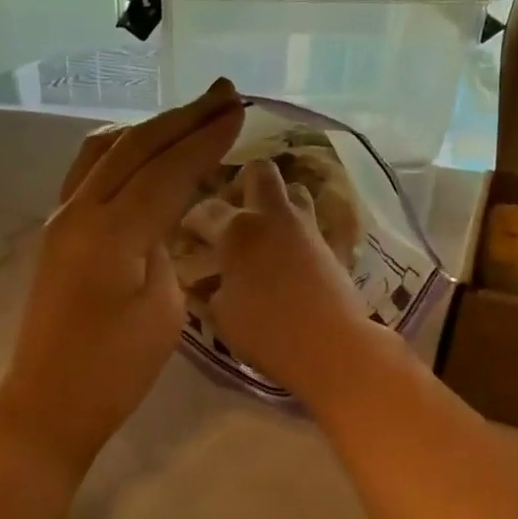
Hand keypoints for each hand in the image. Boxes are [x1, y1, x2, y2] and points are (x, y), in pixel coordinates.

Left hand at [0, 80, 243, 469]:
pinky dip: (123, 153)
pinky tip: (142, 154)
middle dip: (181, 118)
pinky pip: (89, 173)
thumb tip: (159, 220)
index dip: (205, 139)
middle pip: (134, 147)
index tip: (239, 110)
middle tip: (223, 93)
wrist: (47, 402)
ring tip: (187, 118)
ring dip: (149, 129)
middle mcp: (79, 211)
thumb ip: (164, 250)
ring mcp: (61, 219)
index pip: (166, 170)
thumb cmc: (114, 371)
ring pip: (105, 151)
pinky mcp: (57, 234)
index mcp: (112, 232)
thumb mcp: (162, 311)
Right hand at [203, 156, 375, 409]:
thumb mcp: (221, 315)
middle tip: (232, 213)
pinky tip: (285, 256)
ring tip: (263, 231)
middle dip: (241, 184)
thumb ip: (210, 289)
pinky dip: (295, 231)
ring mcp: (306, 228)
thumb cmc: (267, 333)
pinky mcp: (331, 246)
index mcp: (237, 230)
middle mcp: (272, 217)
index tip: (186, 236)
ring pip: (293, 191)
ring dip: (276, 203)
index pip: (204, 210)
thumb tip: (208, 280)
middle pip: (259, 172)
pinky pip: (309, 223)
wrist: (332, 346)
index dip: (190, 221)